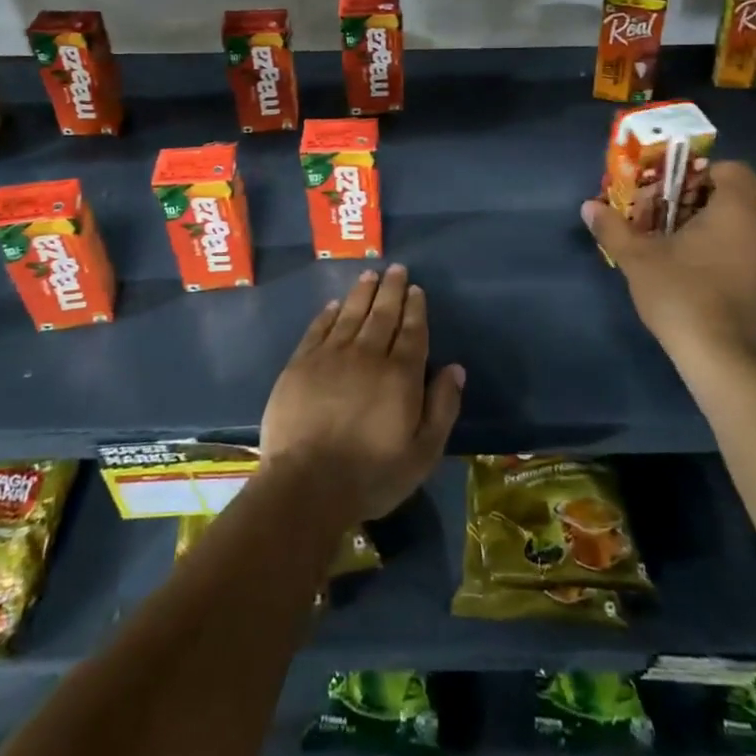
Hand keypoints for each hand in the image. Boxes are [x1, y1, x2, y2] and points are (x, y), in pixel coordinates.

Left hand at [259, 265, 463, 523]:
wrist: (306, 485)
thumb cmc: (371, 475)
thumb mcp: (422, 454)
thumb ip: (442, 408)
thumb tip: (455, 369)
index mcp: (400, 375)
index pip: (412, 331)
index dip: (415, 308)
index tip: (416, 289)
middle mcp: (368, 355)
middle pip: (383, 314)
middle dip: (392, 290)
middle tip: (396, 269)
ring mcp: (331, 357)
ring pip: (351, 314)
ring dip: (362, 292)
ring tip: (370, 275)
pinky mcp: (300, 364)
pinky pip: (318, 328)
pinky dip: (329, 313)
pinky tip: (335, 304)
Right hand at [582, 160, 755, 364]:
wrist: (724, 357)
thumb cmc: (682, 293)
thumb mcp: (637, 258)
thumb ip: (613, 228)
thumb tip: (588, 206)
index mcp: (735, 208)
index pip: (731, 168)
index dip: (700, 173)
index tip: (670, 189)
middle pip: (733, 197)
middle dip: (696, 202)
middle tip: (662, 217)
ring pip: (739, 227)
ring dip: (709, 229)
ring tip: (673, 247)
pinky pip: (745, 254)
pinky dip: (722, 254)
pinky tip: (694, 276)